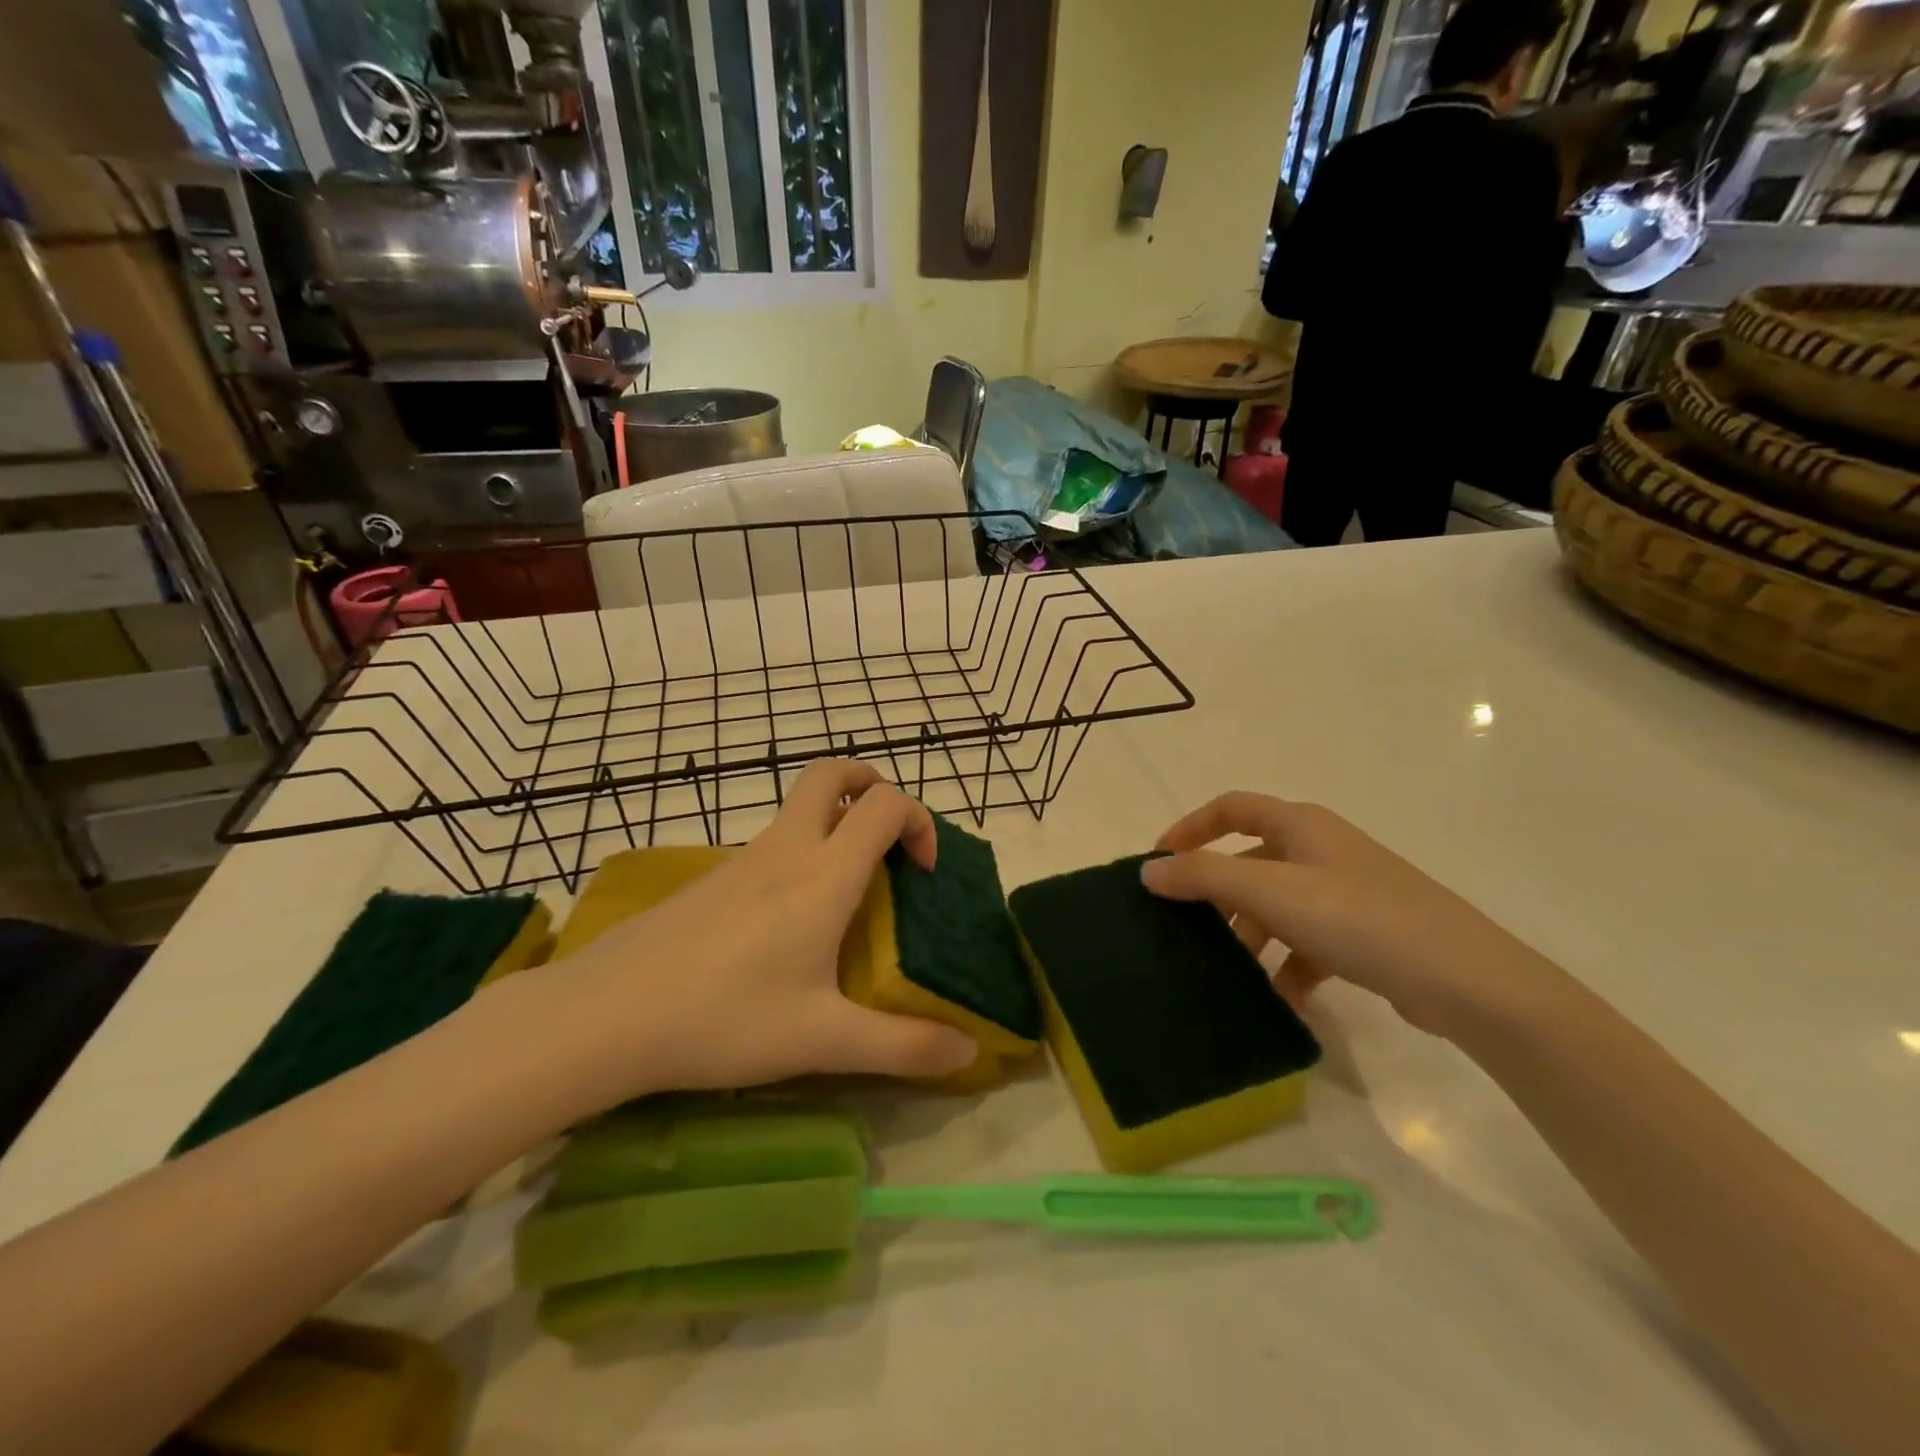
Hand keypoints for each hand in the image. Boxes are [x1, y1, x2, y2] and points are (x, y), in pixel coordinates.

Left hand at [511, 760, 976, 1108]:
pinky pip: (770, 843)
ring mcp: (742, 858)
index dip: (919, 820)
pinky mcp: (711, 878)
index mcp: (824, 874)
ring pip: (798, 807)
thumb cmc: (725, 1017)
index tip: (923, 872)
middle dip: (871, 783)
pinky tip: (788, 924)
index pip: (885, 804)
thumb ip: (902, 1046)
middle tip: (888, 836)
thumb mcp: (823, 1040)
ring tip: (847, 892)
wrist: (605, 1014)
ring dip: (835, 822)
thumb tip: (967, 1052)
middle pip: (832, 773)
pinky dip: (799, 852)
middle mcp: (786, 848)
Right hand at [1143, 792, 1557, 1038]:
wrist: (1466, 980)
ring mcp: (1347, 892)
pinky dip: (1288, 965)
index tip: (1160, 862)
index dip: (1191, 828)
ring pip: (1278, 905)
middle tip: (1187, 928)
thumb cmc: (1358, 918)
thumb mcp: (1271, 892)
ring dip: (1250, 934)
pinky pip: (1309, 942)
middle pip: (1252, 861)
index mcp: (1301, 826)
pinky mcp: (1366, 934)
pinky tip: (1280, 1000)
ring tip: (1230, 973)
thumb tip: (1149, 871)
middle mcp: (1323, 850)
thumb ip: (1203, 877)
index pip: (1232, 808)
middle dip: (1217, 894)